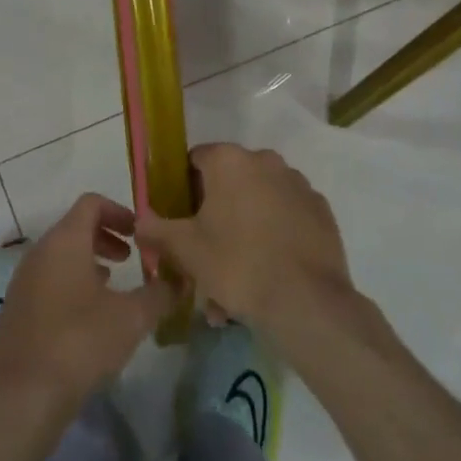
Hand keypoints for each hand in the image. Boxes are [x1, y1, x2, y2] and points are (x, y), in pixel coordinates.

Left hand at [0, 194, 172, 416]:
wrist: (19, 397)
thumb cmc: (79, 342)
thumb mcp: (131, 318)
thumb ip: (159, 294)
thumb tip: (180, 282)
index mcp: (64, 240)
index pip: (91, 203)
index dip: (119, 211)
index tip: (141, 234)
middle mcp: (40, 252)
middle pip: (75, 227)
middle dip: (107, 238)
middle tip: (132, 259)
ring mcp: (24, 281)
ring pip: (61, 256)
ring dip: (90, 263)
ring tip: (114, 289)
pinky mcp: (17, 310)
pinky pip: (49, 281)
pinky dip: (73, 285)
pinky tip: (89, 318)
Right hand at [137, 144, 353, 340]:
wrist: (306, 300)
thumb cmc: (237, 264)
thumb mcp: (185, 250)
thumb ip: (156, 229)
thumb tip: (140, 220)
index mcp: (230, 161)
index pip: (196, 160)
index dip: (183, 189)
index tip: (181, 220)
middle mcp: (265, 160)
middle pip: (229, 184)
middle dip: (215, 216)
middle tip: (206, 256)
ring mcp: (297, 184)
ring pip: (258, 204)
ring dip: (243, 231)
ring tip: (236, 281)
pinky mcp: (320, 210)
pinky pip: (286, 218)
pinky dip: (274, 237)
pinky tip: (268, 274)